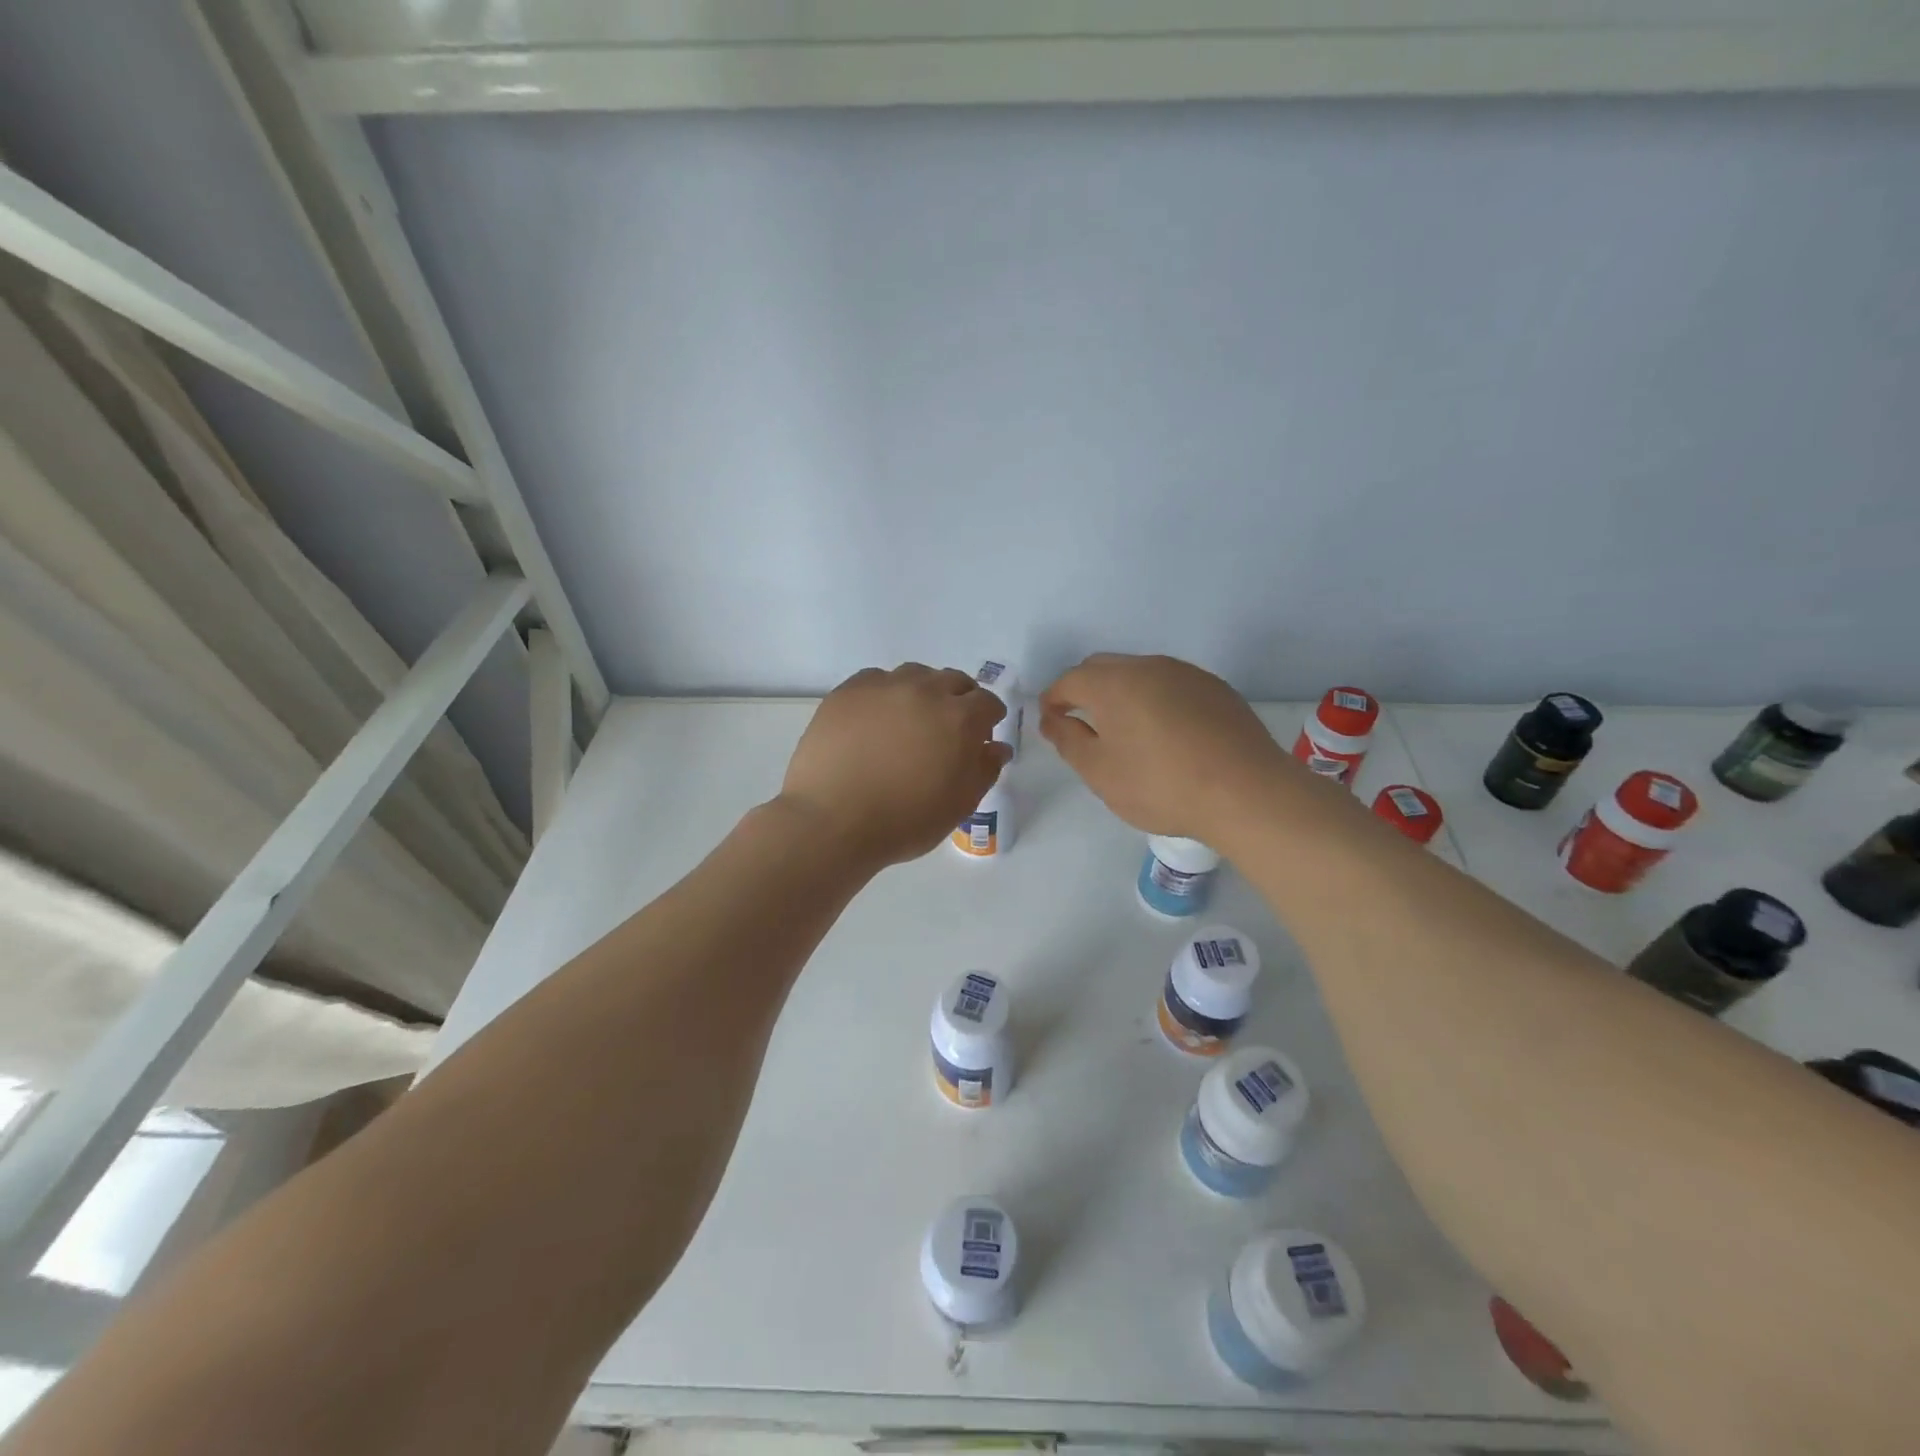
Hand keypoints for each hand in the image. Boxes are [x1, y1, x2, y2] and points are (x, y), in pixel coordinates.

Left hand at [780, 664, 1011, 867]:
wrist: (832, 822)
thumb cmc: (904, 821)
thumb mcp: (959, 804)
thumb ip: (984, 770)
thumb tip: (997, 747)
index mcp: (959, 718)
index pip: (987, 702)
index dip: (990, 717)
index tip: (983, 734)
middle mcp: (924, 691)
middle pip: (953, 680)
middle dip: (960, 699)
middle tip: (950, 727)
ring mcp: (883, 687)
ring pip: (915, 675)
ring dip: (923, 691)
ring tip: (912, 718)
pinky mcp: (848, 691)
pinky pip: (876, 680)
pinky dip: (886, 693)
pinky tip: (877, 718)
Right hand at [1039, 653, 1289, 839]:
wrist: (1246, 792)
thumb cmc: (1161, 785)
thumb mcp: (1100, 772)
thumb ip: (1068, 740)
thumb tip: (1053, 719)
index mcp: (1112, 683)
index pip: (1069, 680)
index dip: (1053, 700)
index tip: (1051, 723)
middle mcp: (1148, 666)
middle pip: (1103, 668)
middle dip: (1084, 690)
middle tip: (1082, 725)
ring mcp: (1186, 673)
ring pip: (1139, 673)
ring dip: (1122, 693)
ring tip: (1125, 730)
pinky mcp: (1216, 688)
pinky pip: (1171, 684)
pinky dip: (1155, 700)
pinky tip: (1166, 733)